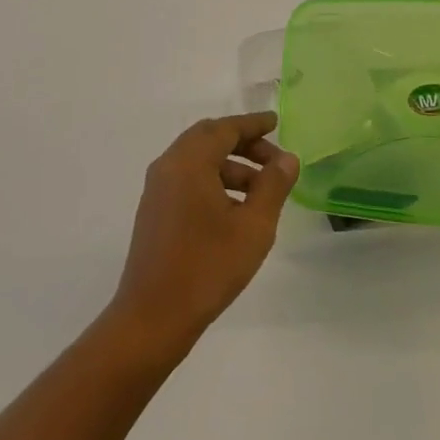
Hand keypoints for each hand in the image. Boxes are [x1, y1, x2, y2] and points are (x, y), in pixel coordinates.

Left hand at [107, 113, 297, 357]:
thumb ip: (272, 186)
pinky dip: (213, 180)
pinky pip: (187, 179)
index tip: (276, 122)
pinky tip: (235, 209)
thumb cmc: (207, 267)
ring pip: (198, 160)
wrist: (153, 316)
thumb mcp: (253, 227)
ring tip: (262, 191)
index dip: (253, 124)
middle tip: (274, 159)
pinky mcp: (155, 210)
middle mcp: (168, 165)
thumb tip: (286, 158)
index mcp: (189, 161)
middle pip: (208, 138)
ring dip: (230, 166)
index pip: (225, 128)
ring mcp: (157, 189)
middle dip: (243, 144)